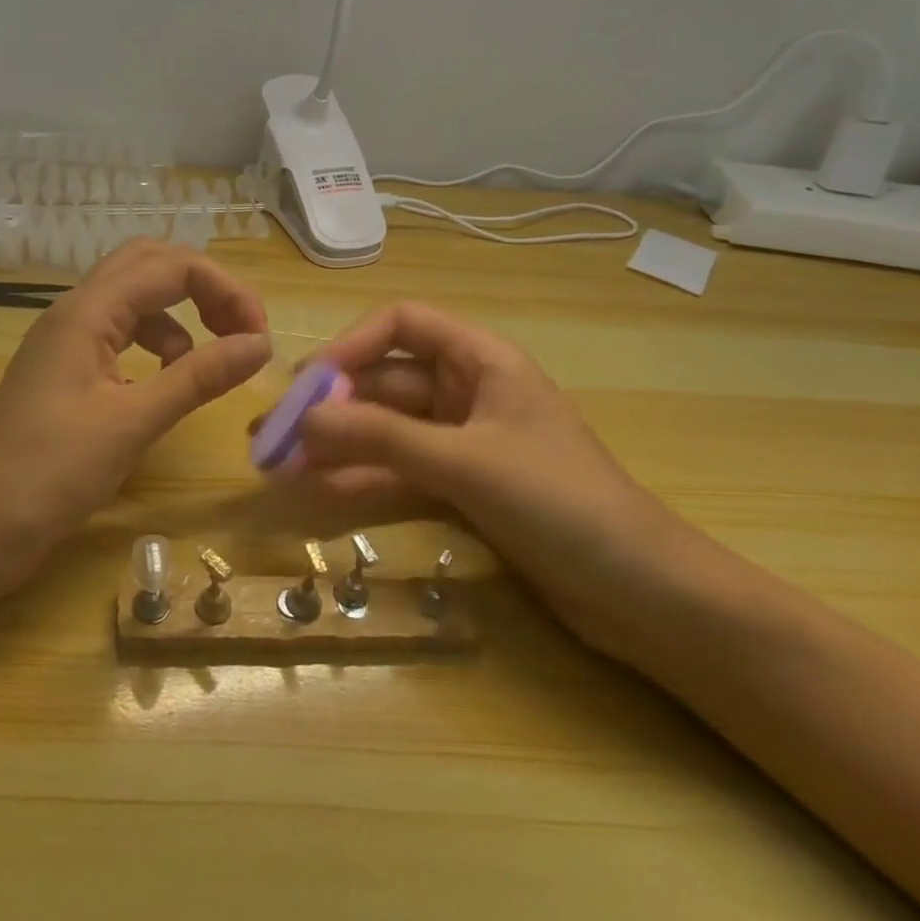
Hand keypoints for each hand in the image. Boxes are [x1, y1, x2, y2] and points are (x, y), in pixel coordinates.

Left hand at [0, 241, 270, 567]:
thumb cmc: (49, 474)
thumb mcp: (132, 423)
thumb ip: (198, 377)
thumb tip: (261, 345)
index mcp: (87, 312)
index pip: (171, 267)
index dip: (225, 290)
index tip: (260, 338)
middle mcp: (76, 312)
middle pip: (149, 265)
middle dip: (203, 287)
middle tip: (240, 331)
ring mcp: (68, 342)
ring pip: (135, 299)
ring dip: (180, 316)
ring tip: (207, 362)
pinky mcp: (68, 372)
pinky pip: (121, 335)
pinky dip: (156, 345)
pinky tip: (166, 383)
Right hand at [298, 302, 696, 648]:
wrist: (646, 596)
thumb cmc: (563, 505)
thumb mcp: (466, 464)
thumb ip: (381, 438)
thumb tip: (299, 421)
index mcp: (481, 360)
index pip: (401, 324)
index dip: (350, 345)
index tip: (307, 384)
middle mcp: (468, 391)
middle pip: (385, 381)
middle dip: (331, 405)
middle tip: (273, 436)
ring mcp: (465, 441)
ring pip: (387, 429)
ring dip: (338, 444)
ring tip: (281, 467)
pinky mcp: (464, 487)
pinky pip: (401, 470)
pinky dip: (363, 478)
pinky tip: (321, 492)